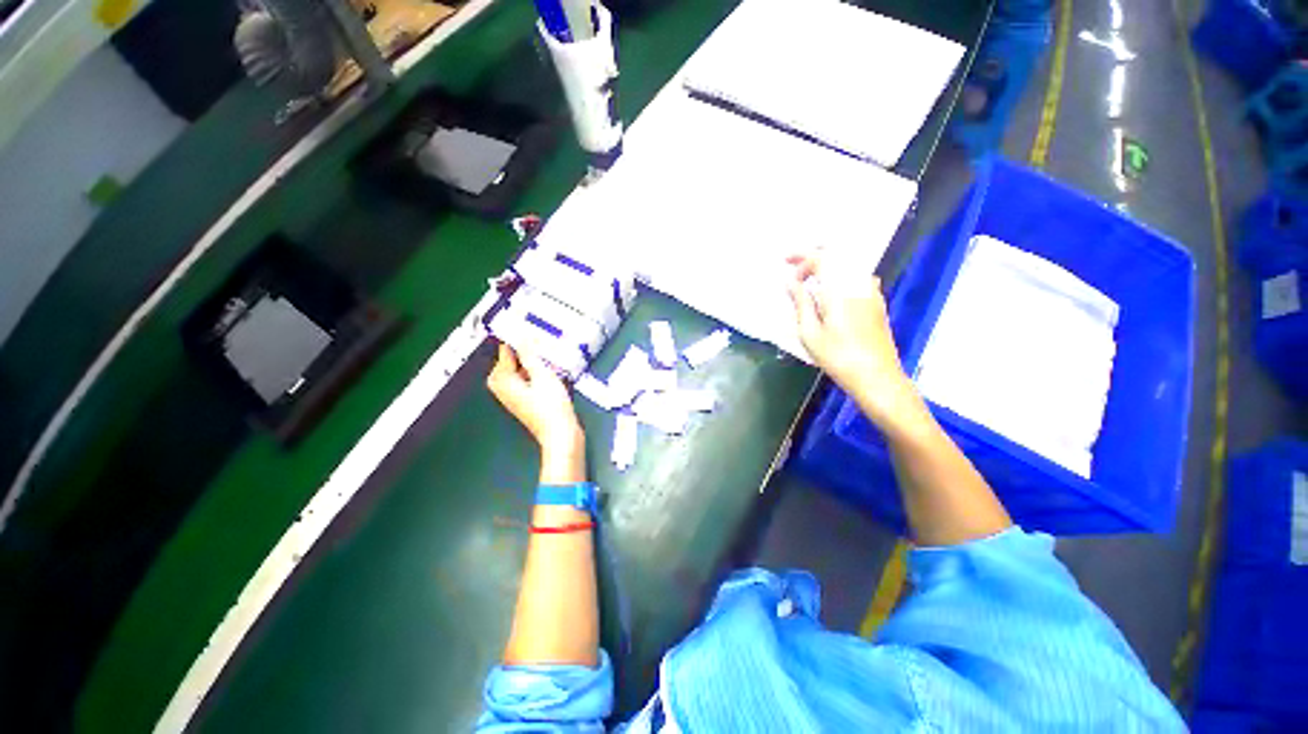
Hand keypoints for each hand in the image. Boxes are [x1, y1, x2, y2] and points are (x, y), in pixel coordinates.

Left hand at [487, 344, 584, 466]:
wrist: (560, 433)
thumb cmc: (551, 406)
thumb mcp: (542, 375)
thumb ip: (530, 356)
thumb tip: (520, 338)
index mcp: (503, 380)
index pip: (505, 352)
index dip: (517, 339)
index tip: (528, 328)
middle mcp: (504, 388)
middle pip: (510, 362)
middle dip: (524, 352)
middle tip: (539, 342)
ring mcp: (514, 396)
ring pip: (520, 371)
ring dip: (533, 362)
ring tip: (548, 356)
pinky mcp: (526, 401)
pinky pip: (527, 380)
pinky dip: (536, 373)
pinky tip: (551, 371)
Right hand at [787, 254, 924, 430]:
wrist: (877, 377)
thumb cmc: (838, 357)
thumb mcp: (810, 332)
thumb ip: (801, 302)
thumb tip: (790, 282)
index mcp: (840, 289)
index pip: (821, 258)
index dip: (801, 259)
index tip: (786, 271)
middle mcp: (859, 283)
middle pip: (837, 255)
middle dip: (813, 254)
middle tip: (793, 261)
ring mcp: (872, 292)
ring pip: (849, 264)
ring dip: (827, 264)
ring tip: (808, 274)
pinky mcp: (877, 302)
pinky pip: (857, 276)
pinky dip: (840, 275)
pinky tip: (831, 289)